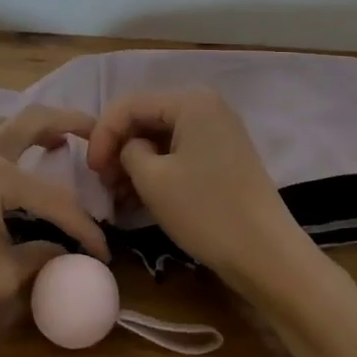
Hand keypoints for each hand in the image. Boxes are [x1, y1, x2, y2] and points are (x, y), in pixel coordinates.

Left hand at [0, 105, 109, 349]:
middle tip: (96, 132)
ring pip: (4, 127)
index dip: (84, 228)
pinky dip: (12, 144)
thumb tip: (66, 251)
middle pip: (29, 122)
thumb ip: (39, 256)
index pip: (55, 199)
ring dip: (35, 128)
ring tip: (60, 144)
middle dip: (66, 123)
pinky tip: (21, 168)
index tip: (105, 254)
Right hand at [86, 89, 314, 292]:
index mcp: (191, 102)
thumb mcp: (152, 179)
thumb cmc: (206, 211)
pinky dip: (157, 171)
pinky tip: (139, 198)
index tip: (89, 171)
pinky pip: (179, 154)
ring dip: (134, 163)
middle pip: (146, 118)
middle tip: (102, 183)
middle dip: (118, 148)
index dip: (102, 135)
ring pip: (161, 138)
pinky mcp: (223, 157)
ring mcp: (218, 132)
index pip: (129, 105)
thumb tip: (129, 149)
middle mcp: (206, 107)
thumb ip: (127, 151)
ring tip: (117, 195)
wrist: (266, 254)